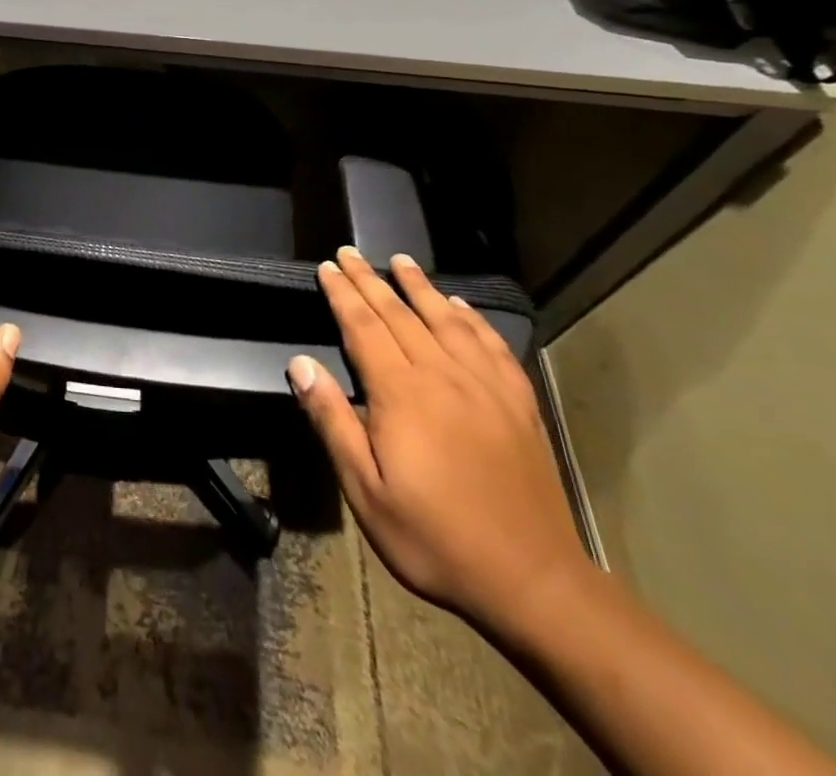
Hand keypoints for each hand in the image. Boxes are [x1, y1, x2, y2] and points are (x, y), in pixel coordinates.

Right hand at [287, 247, 591, 635]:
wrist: (534, 583)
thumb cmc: (434, 538)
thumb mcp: (365, 490)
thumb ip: (332, 421)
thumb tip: (301, 363)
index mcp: (402, 393)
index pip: (364, 327)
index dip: (343, 294)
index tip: (327, 267)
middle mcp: (443, 376)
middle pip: (400, 314)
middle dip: (371, 280)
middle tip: (350, 253)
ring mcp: (486, 387)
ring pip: (446, 320)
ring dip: (420, 287)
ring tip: (401, 261)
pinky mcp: (518, 404)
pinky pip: (492, 346)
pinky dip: (473, 319)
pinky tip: (461, 307)